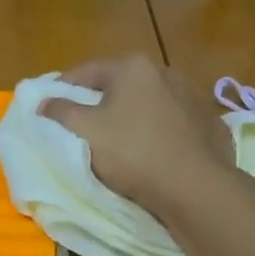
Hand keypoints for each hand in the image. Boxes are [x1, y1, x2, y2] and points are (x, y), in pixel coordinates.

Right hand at [39, 56, 235, 217]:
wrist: (195, 187)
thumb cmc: (132, 152)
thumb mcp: (85, 131)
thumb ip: (60, 111)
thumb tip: (43, 101)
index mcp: (133, 67)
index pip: (86, 71)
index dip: (63, 88)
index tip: (50, 105)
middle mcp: (166, 73)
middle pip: (121, 85)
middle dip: (101, 102)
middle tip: (83, 124)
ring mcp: (193, 99)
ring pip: (151, 104)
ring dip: (134, 116)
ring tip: (120, 141)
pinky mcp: (210, 126)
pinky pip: (175, 125)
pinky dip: (161, 133)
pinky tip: (155, 152)